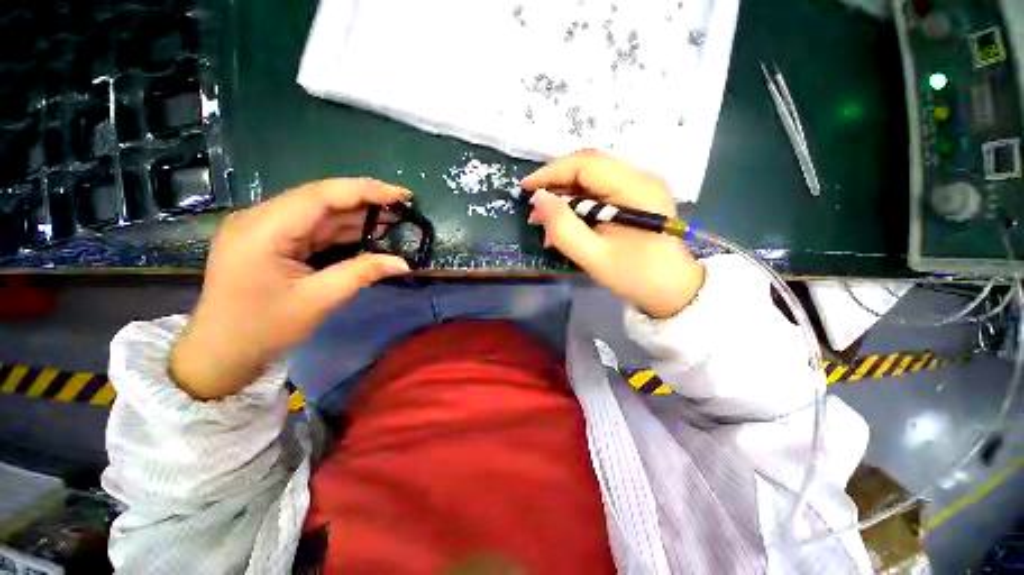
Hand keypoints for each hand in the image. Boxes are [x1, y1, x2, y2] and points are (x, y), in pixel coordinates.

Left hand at [170, 179, 411, 399]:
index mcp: (265, 228)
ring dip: (357, 216)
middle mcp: (262, 218)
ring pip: (320, 212)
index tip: (402, 195)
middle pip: (322, 199)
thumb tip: (404, 264)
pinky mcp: (272, 240)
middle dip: (365, 201)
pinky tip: (367, 232)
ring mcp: (265, 228)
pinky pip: (313, 228)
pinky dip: (343, 230)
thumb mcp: (318, 301)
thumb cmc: (263, 329)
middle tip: (403, 207)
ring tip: (394, 219)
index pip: (322, 195)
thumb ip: (361, 274)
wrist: (220, 352)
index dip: (366, 191)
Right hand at [522, 150, 704, 318]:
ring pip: (591, 179)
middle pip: (588, 167)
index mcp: (635, 188)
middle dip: (556, 186)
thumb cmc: (635, 276)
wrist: (673, 290)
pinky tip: (567, 225)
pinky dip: (578, 206)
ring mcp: (640, 186)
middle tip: (534, 211)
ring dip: (565, 198)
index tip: (525, 189)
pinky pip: (600, 192)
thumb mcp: (594, 256)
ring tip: (546, 222)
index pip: (586, 164)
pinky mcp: (636, 198)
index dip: (551, 173)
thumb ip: (563, 227)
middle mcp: (640, 177)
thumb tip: (539, 199)